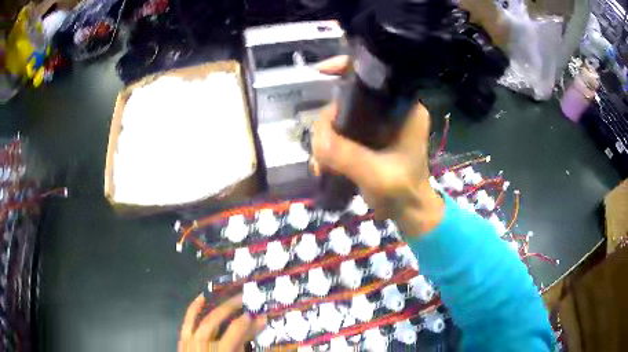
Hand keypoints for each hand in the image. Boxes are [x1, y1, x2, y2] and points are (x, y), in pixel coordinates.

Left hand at [178, 294, 266, 351]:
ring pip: (203, 318)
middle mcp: (203, 343)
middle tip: (244, 298)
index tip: (259, 314)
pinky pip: (188, 319)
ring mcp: (190, 339)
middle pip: (215, 320)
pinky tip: (202, 297)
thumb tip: (256, 326)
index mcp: (221, 351)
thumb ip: (244, 344)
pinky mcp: (184, 337)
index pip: (234, 331)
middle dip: (231, 307)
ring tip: (229, 296)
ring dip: (216, 305)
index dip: (246, 321)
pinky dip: (194, 308)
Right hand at [312, 56, 444, 235]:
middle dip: (329, 119)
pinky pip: (341, 132)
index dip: (348, 67)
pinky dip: (329, 147)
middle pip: (350, 97)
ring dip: (326, 138)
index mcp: (405, 109)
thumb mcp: (377, 174)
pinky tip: (323, 167)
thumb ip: (347, 155)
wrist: (408, 213)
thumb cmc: (403, 192)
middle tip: (320, 145)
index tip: (321, 72)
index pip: (377, 75)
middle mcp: (391, 111)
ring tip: (321, 164)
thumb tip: (316, 137)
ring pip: (341, 116)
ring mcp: (378, 125)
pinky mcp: (368, 138)